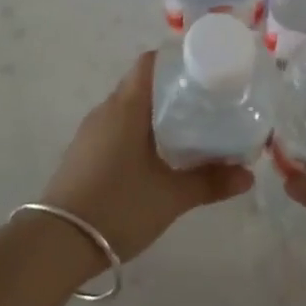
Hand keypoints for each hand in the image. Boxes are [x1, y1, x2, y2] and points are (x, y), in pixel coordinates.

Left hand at [38, 52, 252, 261]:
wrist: (56, 245)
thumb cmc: (118, 207)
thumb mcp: (171, 196)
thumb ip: (211, 182)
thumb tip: (249, 176)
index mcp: (127, 107)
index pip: (151, 62)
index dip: (177, 60)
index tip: (204, 71)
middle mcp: (106, 110)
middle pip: (142, 84)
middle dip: (173, 89)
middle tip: (205, 103)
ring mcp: (89, 133)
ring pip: (128, 108)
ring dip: (154, 113)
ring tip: (186, 130)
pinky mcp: (82, 154)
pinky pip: (115, 129)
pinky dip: (137, 132)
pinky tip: (154, 157)